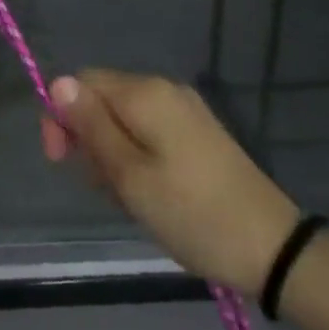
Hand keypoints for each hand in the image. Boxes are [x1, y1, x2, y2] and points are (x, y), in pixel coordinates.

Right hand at [41, 70, 297, 298]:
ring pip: (124, 120)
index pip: (80, 82)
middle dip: (89, 139)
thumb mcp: (129, 175)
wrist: (271, 247)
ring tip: (129, 199)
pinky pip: (149, 132)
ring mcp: (185, 111)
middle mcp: (164, 90)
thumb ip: (91, 127)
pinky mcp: (198, 134)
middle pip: (103, 100)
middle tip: (103, 189)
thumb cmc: (191, 213)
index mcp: (145, 93)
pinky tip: (149, 194)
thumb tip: (57, 83)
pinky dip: (137, 158)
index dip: (61, 116)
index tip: (60, 161)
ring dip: (112, 155)